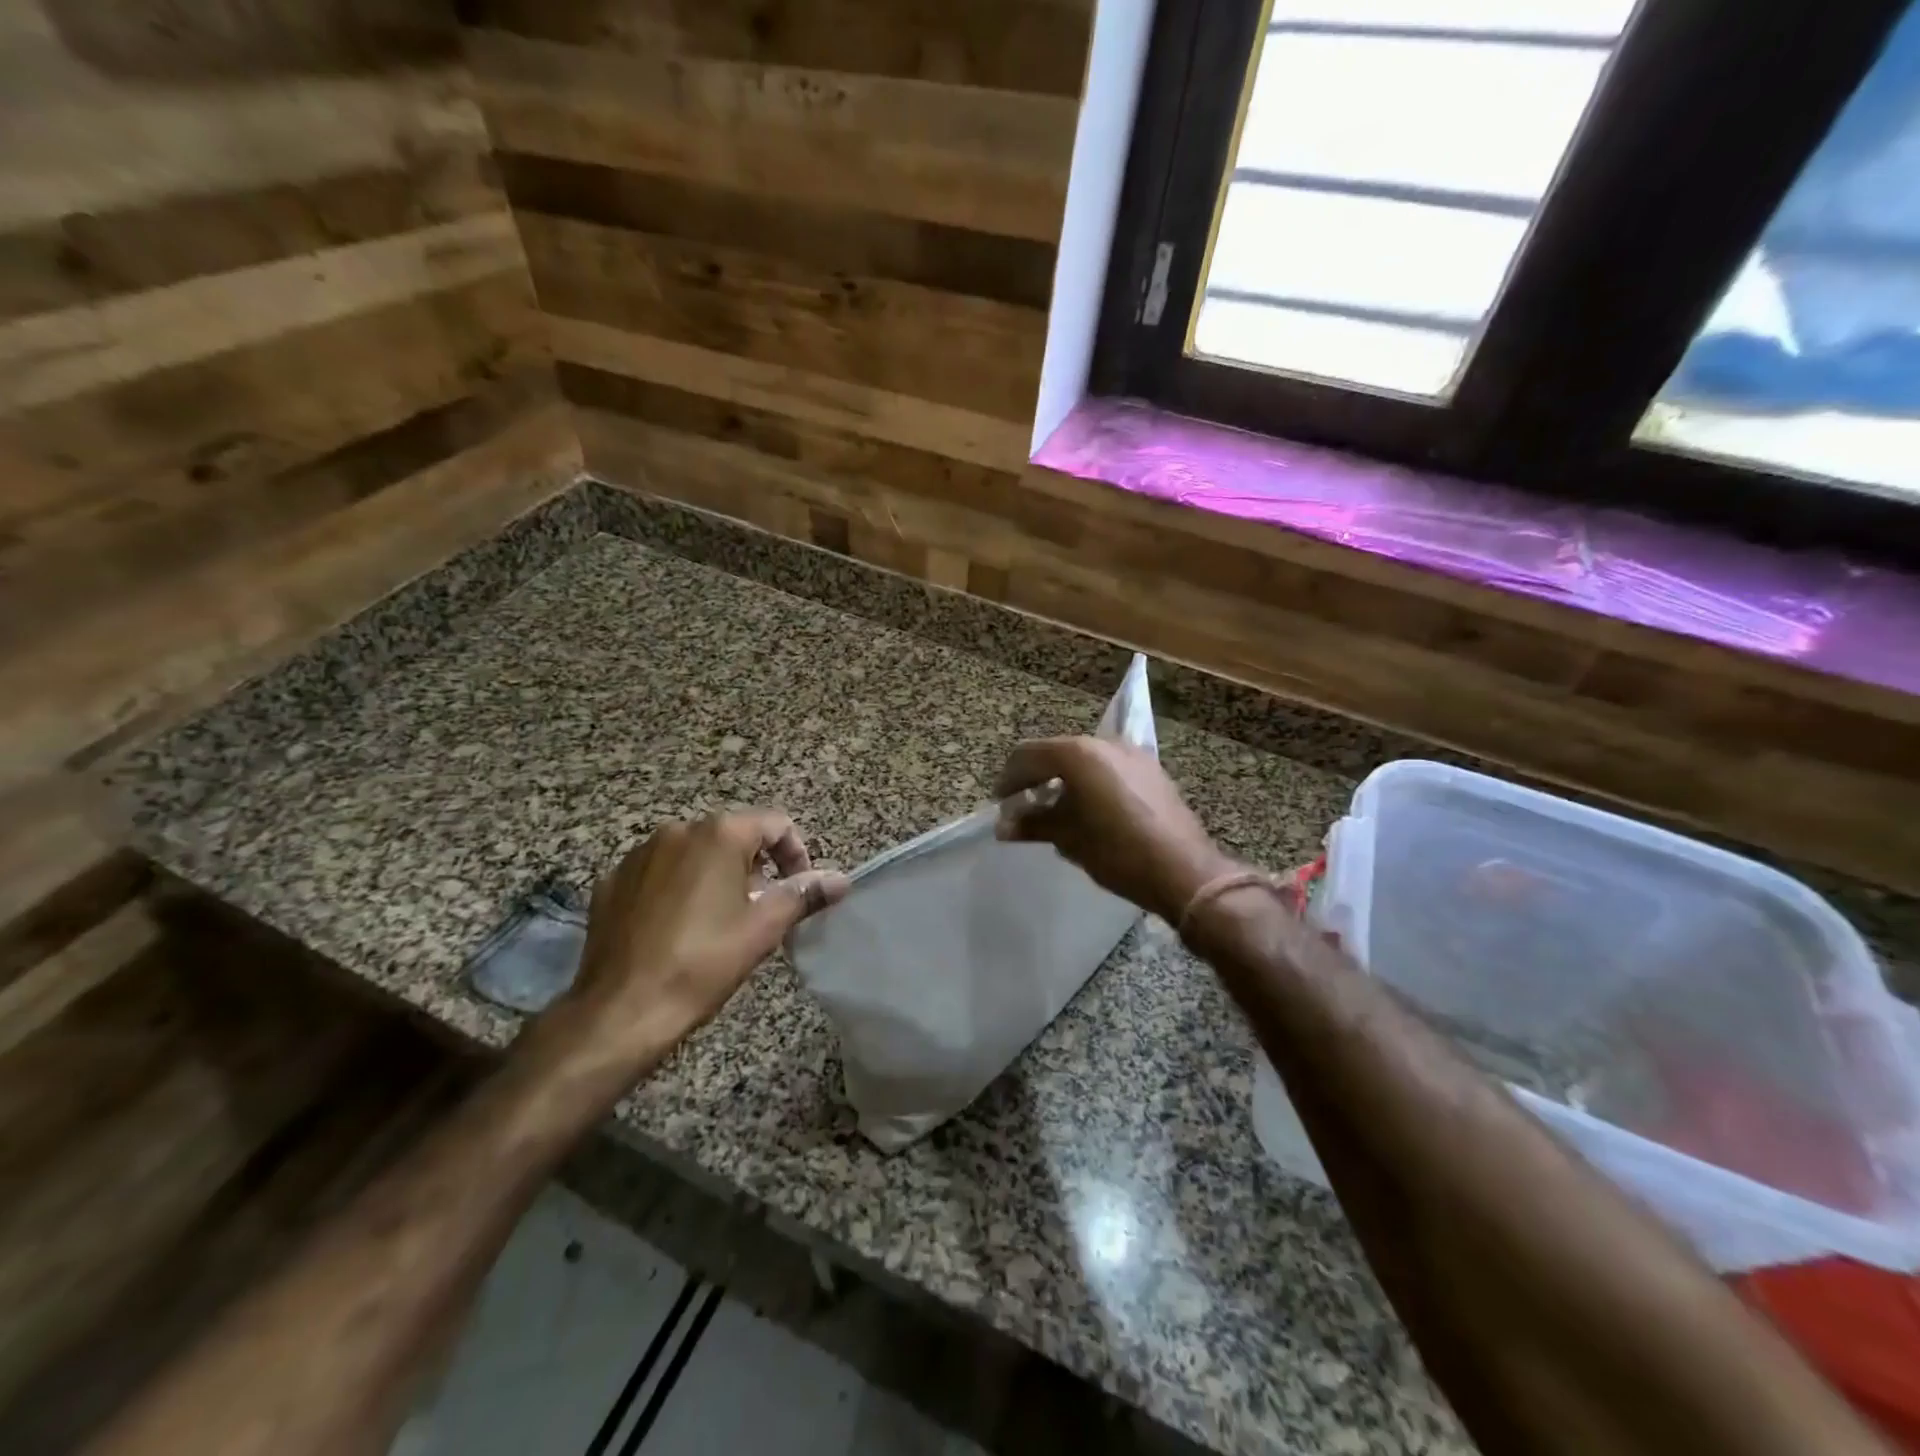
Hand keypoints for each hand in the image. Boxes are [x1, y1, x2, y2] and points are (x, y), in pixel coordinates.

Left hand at [534, 811, 848, 1086]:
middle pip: (734, 836)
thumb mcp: (764, 927)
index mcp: (719, 834)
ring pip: (694, 853)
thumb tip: (841, 879)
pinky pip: (659, 873)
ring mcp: (638, 854)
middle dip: (756, 868)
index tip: (797, 892)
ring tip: (720, 922)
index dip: (797, 854)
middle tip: (762, 912)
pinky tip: (677, 929)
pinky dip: (678, 889)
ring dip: (717, 877)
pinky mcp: (612, 881)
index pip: (776, 824)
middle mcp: (677, 830)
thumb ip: (805, 894)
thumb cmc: (704, 963)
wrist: (621, 1010)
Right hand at [995, 737, 1233, 922]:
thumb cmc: (1117, 851)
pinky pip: (1108, 769)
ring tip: (1054, 812)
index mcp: (1078, 754)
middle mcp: (1104, 744)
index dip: (1009, 779)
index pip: (1028, 755)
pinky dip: (1089, 783)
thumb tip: (1004, 826)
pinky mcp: (1151, 771)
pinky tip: (1088, 811)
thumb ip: (1033, 823)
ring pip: (1084, 761)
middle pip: (1056, 753)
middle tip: (1023, 807)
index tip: (1001, 803)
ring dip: (1063, 781)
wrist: (1183, 870)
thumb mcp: (1069, 838)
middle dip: (1035, 778)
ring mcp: (1132, 755)